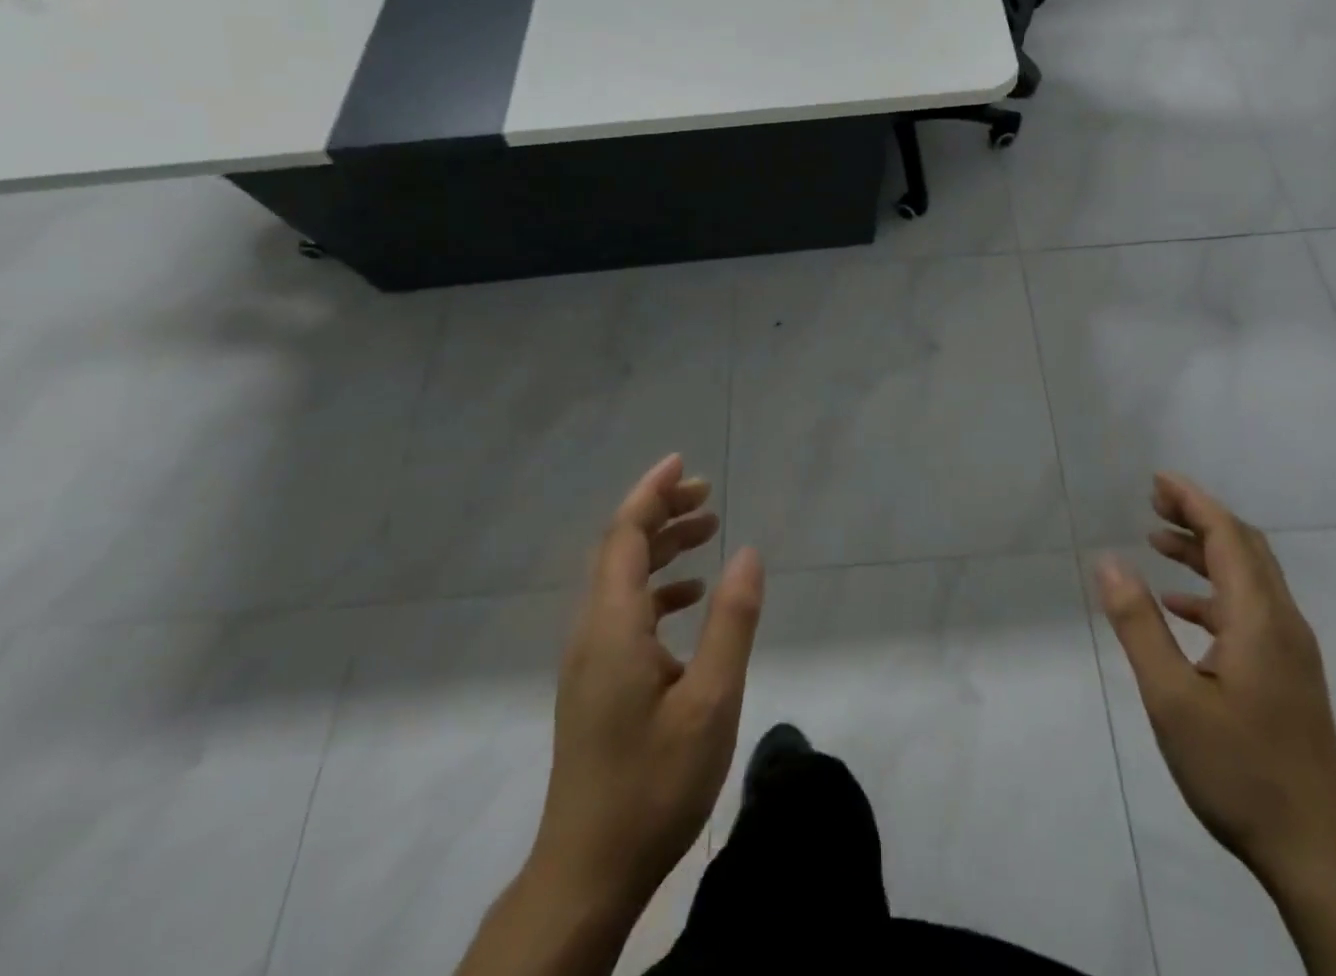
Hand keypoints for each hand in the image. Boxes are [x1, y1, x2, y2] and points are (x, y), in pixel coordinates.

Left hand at [530, 453, 764, 922]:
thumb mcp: (711, 700)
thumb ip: (731, 621)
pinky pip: (623, 611)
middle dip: (661, 512)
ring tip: (707, 532)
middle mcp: (592, 631)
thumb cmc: (654, 783)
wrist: (587, 874)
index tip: (683, 462)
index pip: (624, 535)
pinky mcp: (595, 683)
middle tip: (708, 495)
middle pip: (619, 549)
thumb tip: (748, 552)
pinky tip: (690, 599)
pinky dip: (657, 588)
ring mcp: (589, 659)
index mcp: (612, 626)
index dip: (652, 492)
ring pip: (621, 579)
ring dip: (660, 548)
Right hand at [1096, 473, 1335, 886]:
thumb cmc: (1239, 770)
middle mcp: (1282, 623)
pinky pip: (1249, 609)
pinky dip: (1213, 591)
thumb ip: (1139, 624)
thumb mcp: (1172, 698)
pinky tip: (1180, 606)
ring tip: (1156, 541)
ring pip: (1248, 578)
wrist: (1318, 853)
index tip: (1157, 480)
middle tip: (1153, 501)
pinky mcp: (1288, 675)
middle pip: (1244, 547)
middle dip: (1199, 517)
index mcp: (1259, 618)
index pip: (1228, 536)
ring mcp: (1290, 651)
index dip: (1193, 501)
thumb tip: (1107, 560)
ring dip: (1204, 552)